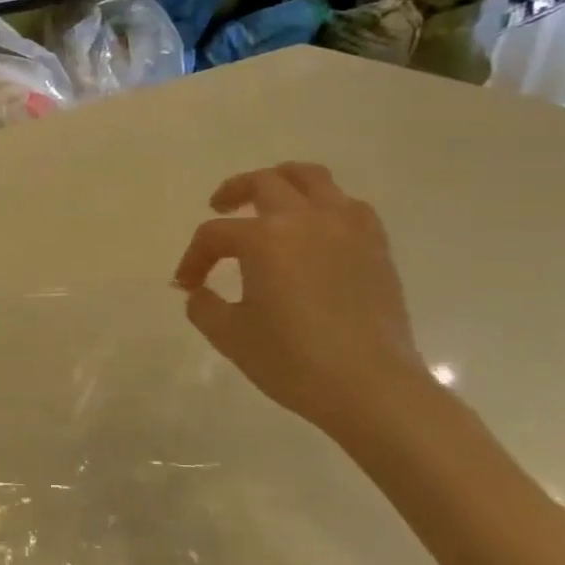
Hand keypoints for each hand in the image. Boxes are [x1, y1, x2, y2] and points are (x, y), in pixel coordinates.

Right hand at [174, 162, 437, 445]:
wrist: (371, 387)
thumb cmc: (293, 360)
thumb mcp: (230, 336)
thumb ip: (203, 307)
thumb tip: (198, 292)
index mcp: (264, 238)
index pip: (215, 235)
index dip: (194, 258)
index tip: (188, 284)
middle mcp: (304, 219)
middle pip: (262, 183)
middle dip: (233, 192)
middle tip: (220, 207)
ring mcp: (345, 227)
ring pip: (311, 178)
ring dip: (283, 180)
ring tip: (271, 199)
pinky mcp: (375, 245)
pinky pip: (348, 205)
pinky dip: (326, 206)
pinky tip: (318, 228)